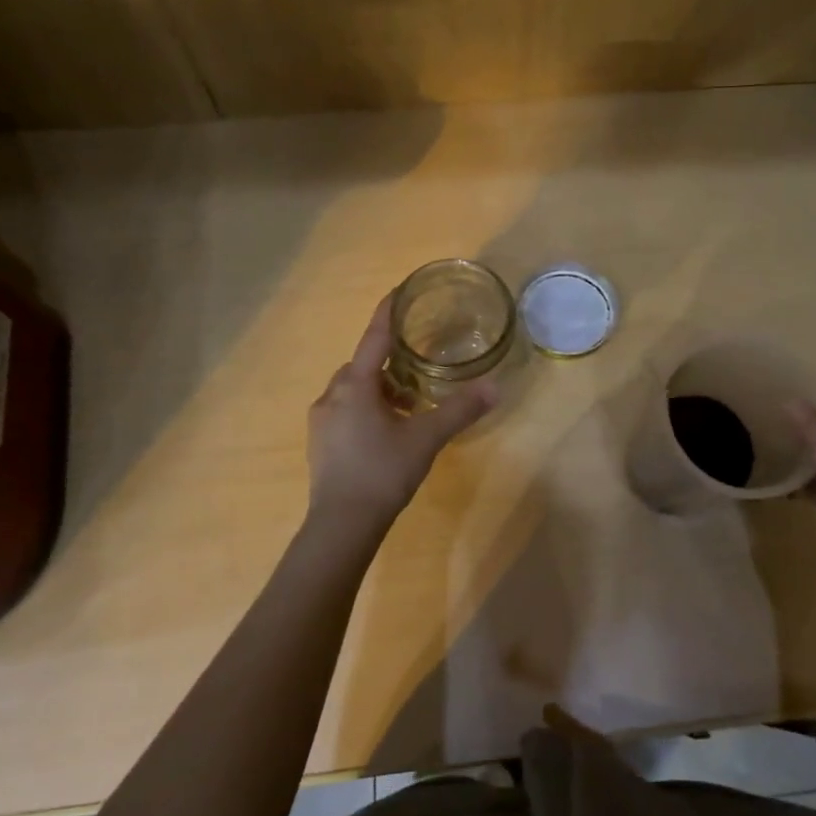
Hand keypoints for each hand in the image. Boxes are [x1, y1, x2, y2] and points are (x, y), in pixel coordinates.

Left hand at [306, 295, 497, 524]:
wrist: (342, 524)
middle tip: (417, 368)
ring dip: (378, 389)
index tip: (399, 290)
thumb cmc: (382, 472)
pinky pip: (345, 411)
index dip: (388, 312)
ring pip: (352, 390)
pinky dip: (366, 409)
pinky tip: (386, 431)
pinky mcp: (320, 443)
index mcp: (356, 385)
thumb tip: (495, 387)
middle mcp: (333, 395)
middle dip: (388, 361)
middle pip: (362, 365)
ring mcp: (322, 420)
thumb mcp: (427, 438)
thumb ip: (460, 410)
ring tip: (408, 404)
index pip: (374, 337)